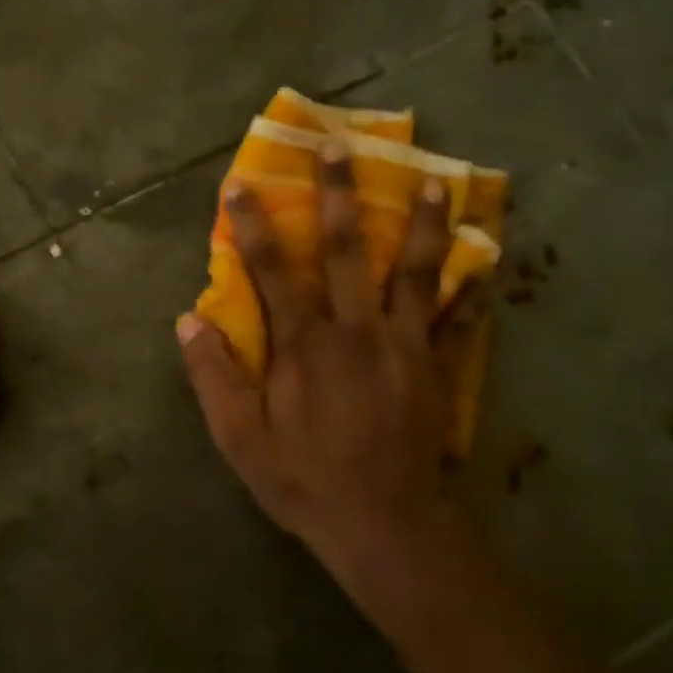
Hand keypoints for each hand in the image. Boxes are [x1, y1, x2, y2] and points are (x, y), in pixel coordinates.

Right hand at [178, 141, 479, 571]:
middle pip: (348, 250)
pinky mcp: (435, 367)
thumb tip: (187, 321)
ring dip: (422, 224)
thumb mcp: (240, 439)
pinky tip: (485, 262)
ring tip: (434, 182)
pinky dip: (469, 290)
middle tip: (342, 146)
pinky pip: (455, 319)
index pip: (272, 270)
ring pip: (414, 271)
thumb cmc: (306, 481)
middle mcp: (355, 330)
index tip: (243, 182)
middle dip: (340, 194)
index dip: (254, 224)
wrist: (384, 525)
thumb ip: (214, 377)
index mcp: (304, 345)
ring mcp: (402, 345)